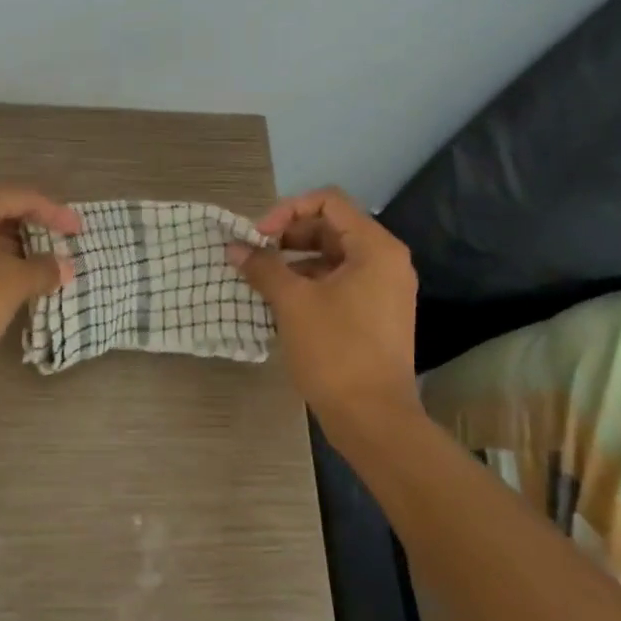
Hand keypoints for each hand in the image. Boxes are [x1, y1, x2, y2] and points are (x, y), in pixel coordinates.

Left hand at [0, 185, 81, 377]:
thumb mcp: (13, 284)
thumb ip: (43, 270)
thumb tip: (63, 267)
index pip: (22, 198)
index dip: (55, 214)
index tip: (79, 231)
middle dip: (32, 231)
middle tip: (60, 248)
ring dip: (11, 248)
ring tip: (38, 269)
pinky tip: (6, 282)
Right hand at [226, 187, 420, 429]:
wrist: (373, 418)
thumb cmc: (335, 351)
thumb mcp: (292, 303)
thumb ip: (262, 267)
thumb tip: (234, 247)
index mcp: (375, 248)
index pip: (328, 201)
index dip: (287, 211)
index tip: (258, 237)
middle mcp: (386, 260)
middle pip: (331, 226)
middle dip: (289, 236)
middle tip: (256, 255)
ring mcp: (384, 288)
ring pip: (333, 255)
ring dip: (296, 260)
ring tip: (263, 278)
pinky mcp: (376, 313)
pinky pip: (340, 281)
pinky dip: (310, 282)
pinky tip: (282, 301)